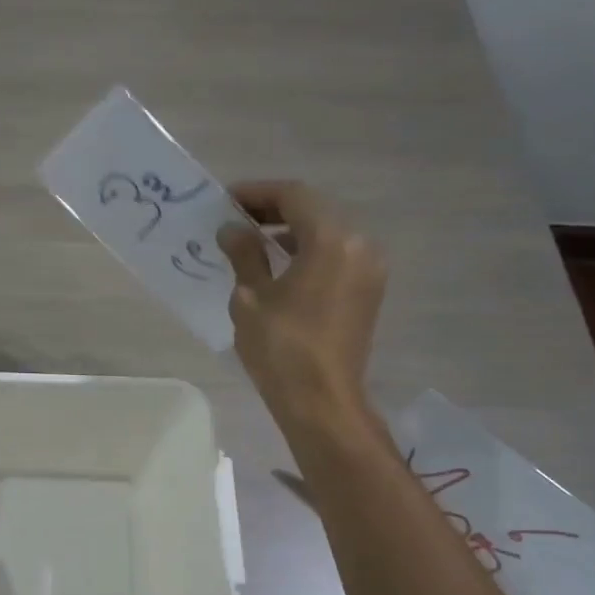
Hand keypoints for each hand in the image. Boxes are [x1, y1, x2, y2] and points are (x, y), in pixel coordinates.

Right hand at [218, 181, 386, 439]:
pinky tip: (278, 266)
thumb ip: (244, 255)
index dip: (258, 193)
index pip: (294, 196)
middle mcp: (359, 245)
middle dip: (274, 210)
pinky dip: (307, 252)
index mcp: (331, 240)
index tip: (225, 200)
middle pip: (315, 211)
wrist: (321, 401)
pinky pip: (335, 256)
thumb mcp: (251, 297)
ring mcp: (369, 269)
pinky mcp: (367, 292)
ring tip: (252, 242)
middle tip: (235, 219)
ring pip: (327, 233)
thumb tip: (232, 229)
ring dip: (290, 231)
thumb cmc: (281, 348)